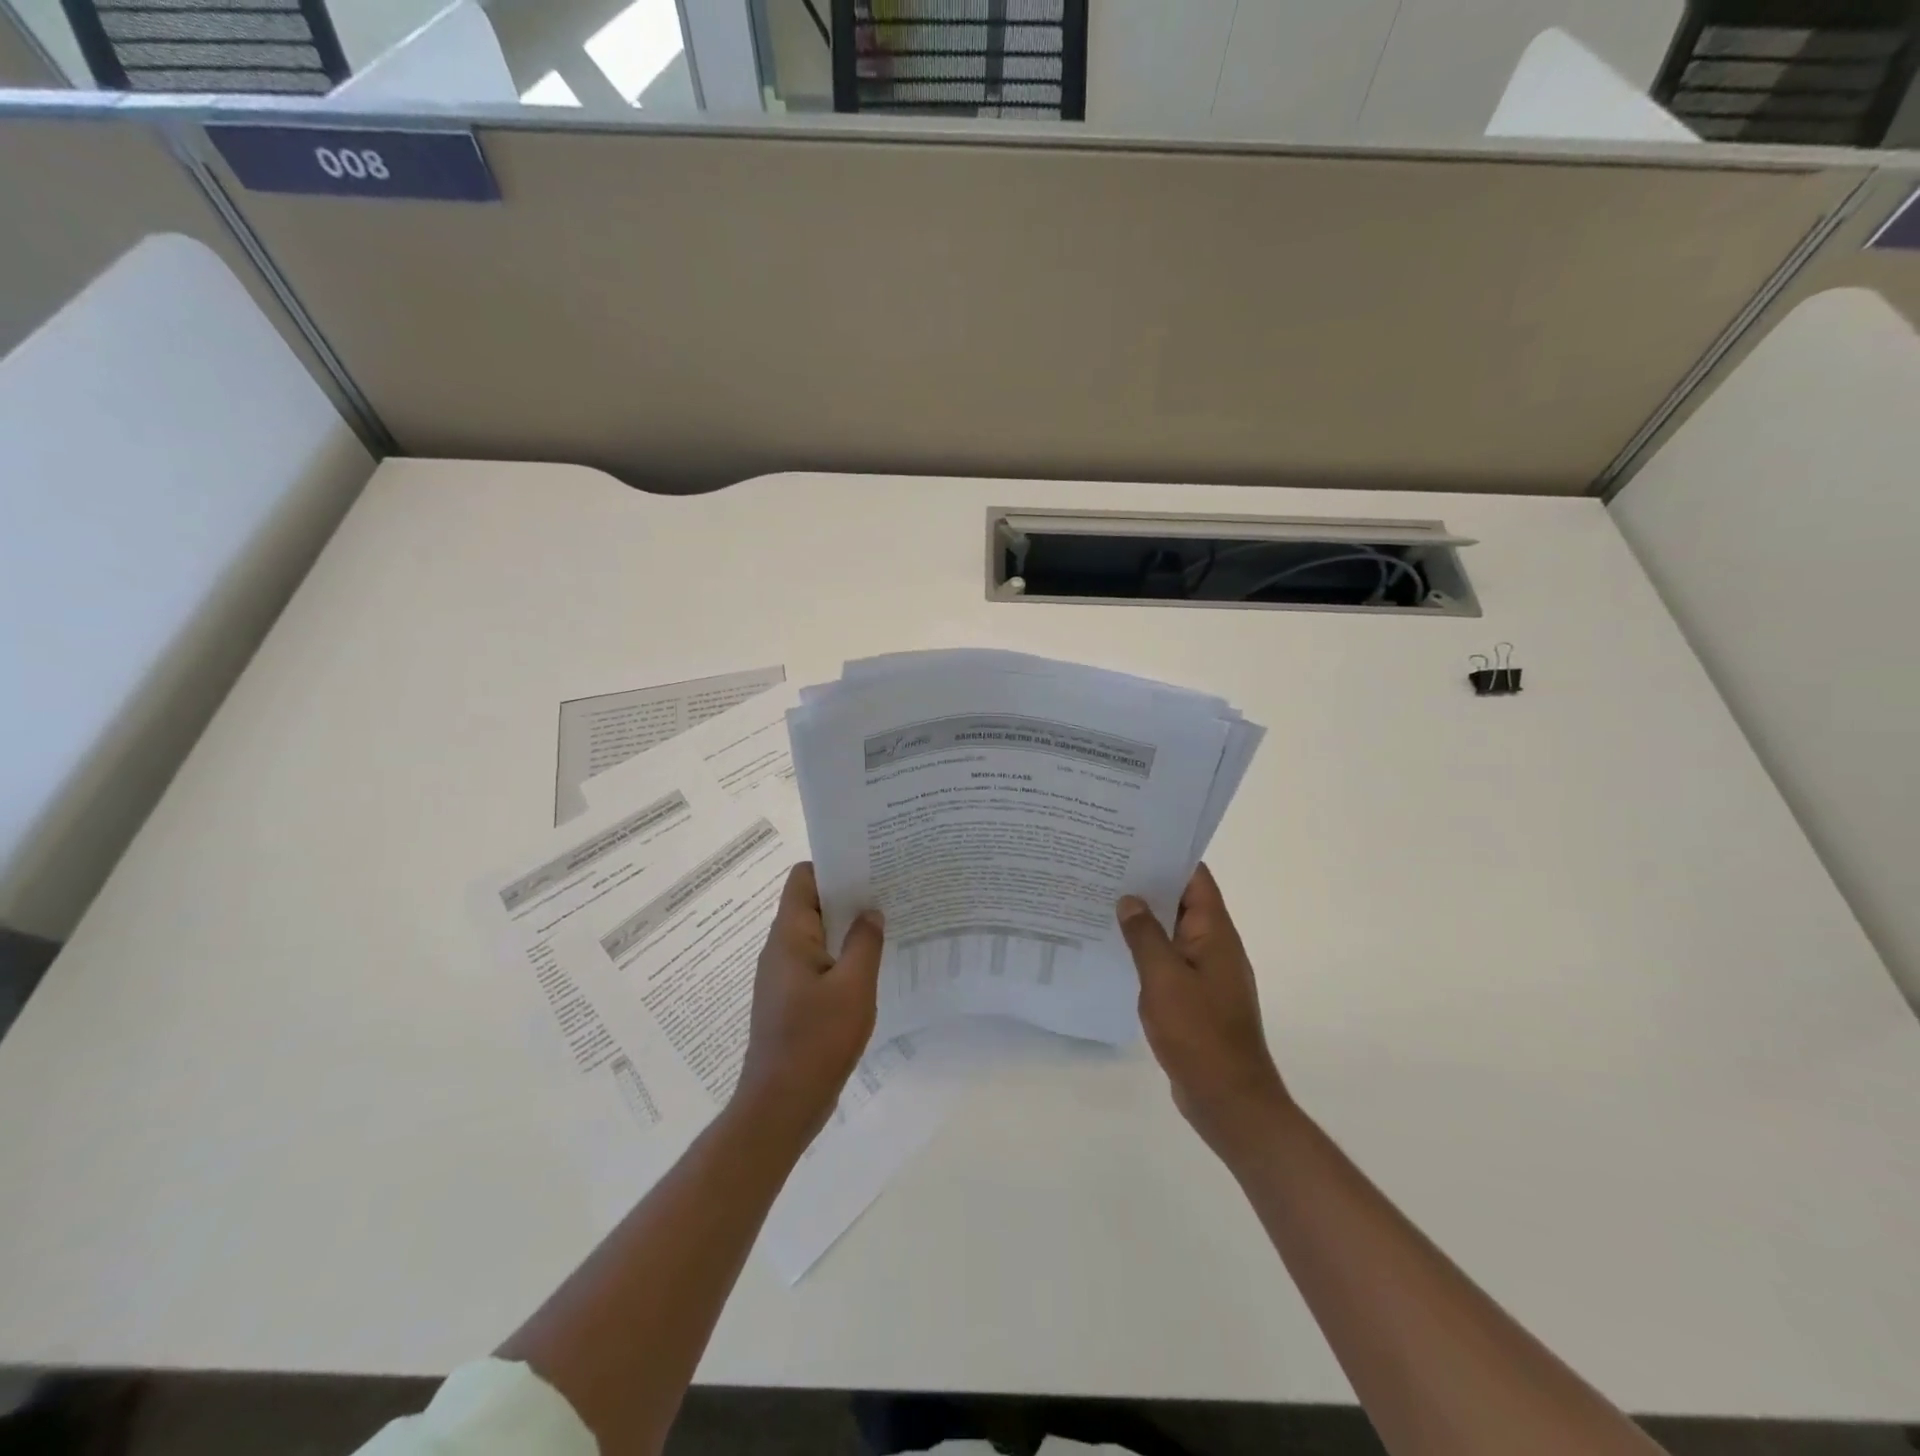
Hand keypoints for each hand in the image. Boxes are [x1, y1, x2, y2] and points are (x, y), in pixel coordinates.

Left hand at [735, 863, 884, 1145]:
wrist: (781, 1106)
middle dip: (849, 894)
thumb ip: (865, 943)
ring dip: (848, 927)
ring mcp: (785, 976)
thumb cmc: (816, 1040)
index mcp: (789, 936)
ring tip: (888, 923)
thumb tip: (871, 911)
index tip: (870, 864)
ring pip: (818, 934)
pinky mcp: (793, 999)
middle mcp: (781, 949)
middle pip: (812, 903)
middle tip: (889, 890)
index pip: (803, 878)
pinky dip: (843, 956)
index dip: (834, 865)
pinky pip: (819, 963)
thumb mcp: (853, 987)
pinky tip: (873, 966)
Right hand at [1117, 864, 1290, 1159]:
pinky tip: (1114, 949)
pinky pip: (1168, 961)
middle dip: (1147, 884)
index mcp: (1215, 933)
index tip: (1131, 840)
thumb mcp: (1164, 979)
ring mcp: (1205, 973)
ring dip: (1144, 918)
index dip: (1167, 855)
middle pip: (1182, 901)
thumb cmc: (1199, 1033)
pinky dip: (1146, 950)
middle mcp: (1214, 946)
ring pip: (1172, 932)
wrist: (1228, 1099)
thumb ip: (1144, 935)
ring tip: (1101, 901)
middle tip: (1103, 867)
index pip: (1195, 878)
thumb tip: (1129, 899)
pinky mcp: (1194, 997)